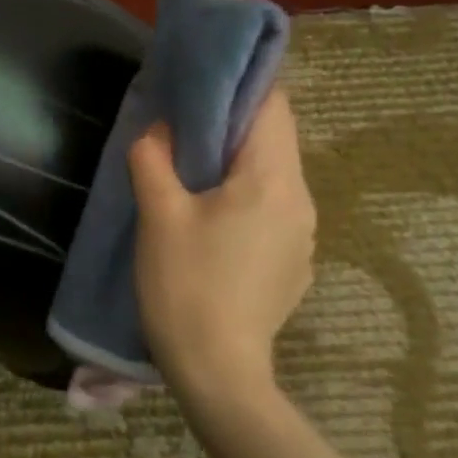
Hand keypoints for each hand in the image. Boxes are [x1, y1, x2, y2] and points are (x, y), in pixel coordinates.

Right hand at [129, 91, 316, 393]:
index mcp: (272, 180)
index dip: (242, 85)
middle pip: (275, 138)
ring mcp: (304, 235)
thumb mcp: (158, 215)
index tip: (204, 83)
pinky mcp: (296, 262)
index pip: (273, 105)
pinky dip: (247, 196)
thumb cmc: (186, 286)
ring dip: (238, 162)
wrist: (218, 374)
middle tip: (186, 125)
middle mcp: (301, 200)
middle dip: (233, 124)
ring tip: (194, 171)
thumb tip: (158, 128)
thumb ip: (154, 157)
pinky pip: (274, 208)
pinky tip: (213, 220)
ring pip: (274, 174)